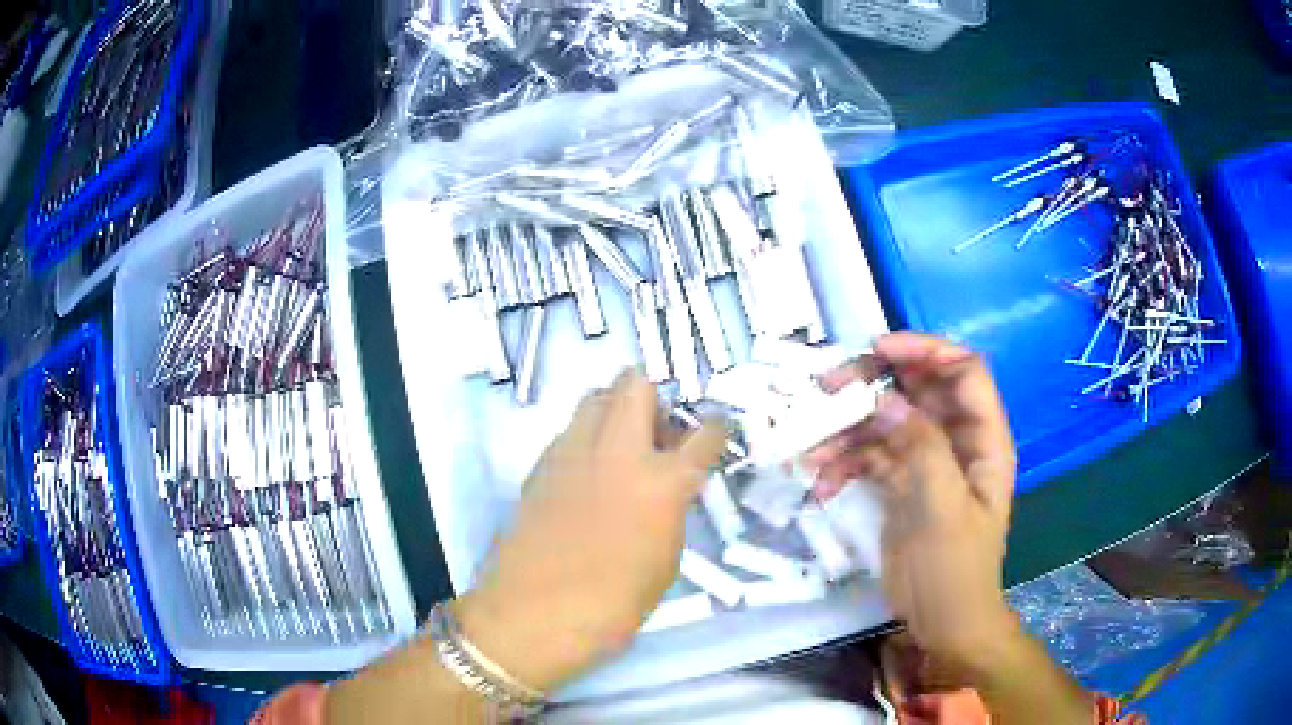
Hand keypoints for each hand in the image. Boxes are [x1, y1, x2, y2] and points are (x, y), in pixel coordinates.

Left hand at [455, 371, 726, 691]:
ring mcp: (574, 451)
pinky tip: (587, 474)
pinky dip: (586, 439)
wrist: (537, 611)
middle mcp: (619, 451)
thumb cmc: (616, 601)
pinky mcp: (541, 464)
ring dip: (615, 410)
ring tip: (620, 447)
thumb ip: (671, 511)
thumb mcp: (666, 559)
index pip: (704, 435)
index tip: (716, 433)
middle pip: (636, 385)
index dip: (716, 430)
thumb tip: (666, 490)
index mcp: (663, 481)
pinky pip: (570, 431)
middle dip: (654, 397)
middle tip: (657, 431)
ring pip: (595, 397)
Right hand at [804, 333, 1018, 670]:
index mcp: (983, 439)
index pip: (963, 371)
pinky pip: (870, 457)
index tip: (877, 350)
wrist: (941, 621)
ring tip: (811, 447)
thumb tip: (886, 399)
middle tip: (827, 388)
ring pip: (886, 422)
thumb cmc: (955, 570)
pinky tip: (821, 482)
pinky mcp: (901, 483)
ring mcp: (926, 461)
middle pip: (917, 389)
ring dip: (847, 429)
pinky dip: (844, 464)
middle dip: (873, 385)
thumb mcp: (943, 509)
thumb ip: (921, 447)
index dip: (925, 349)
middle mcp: (956, 441)